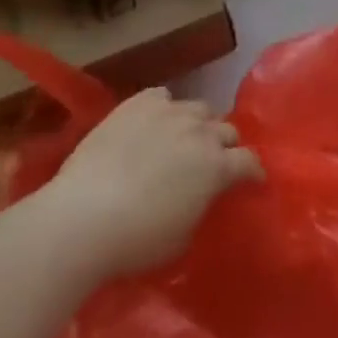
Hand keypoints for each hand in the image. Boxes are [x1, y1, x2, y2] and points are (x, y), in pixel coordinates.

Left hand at [35, 88, 262, 281]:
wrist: (84, 216)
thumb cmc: (136, 241)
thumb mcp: (182, 237)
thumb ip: (201, 207)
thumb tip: (202, 195)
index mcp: (216, 167)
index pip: (249, 161)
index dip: (253, 172)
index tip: (252, 181)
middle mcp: (200, 131)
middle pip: (226, 129)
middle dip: (226, 145)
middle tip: (215, 163)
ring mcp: (169, 111)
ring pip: (198, 109)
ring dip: (198, 125)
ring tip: (184, 140)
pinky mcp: (138, 102)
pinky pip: (163, 96)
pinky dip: (165, 109)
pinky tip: (155, 124)